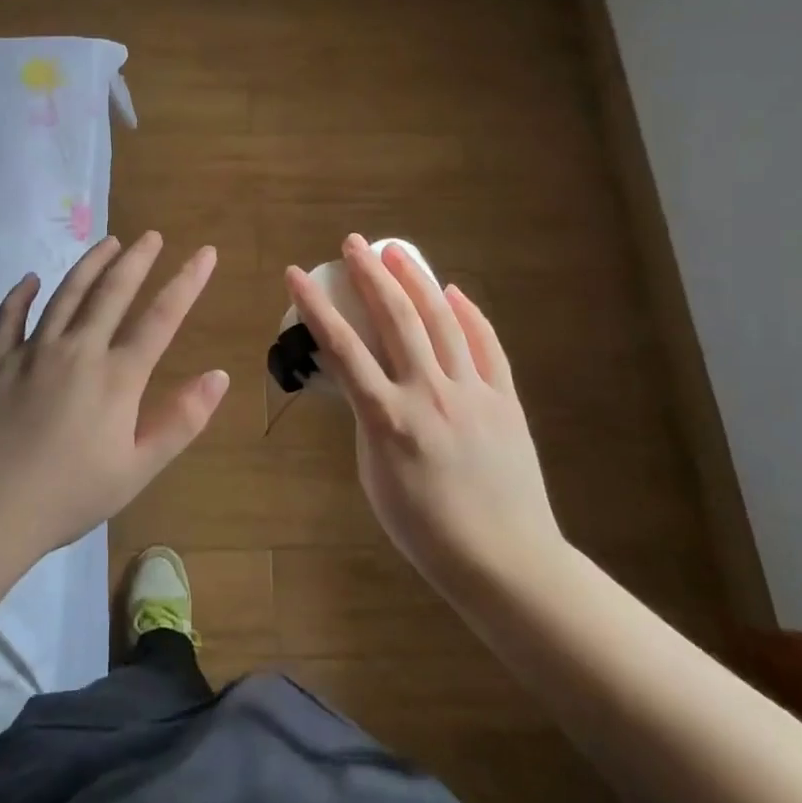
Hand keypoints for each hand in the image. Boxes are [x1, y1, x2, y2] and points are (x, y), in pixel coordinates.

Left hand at [0, 233, 228, 558]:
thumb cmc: (68, 496)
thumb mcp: (137, 469)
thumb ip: (181, 421)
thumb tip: (219, 375)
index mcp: (116, 377)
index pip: (161, 318)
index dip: (186, 282)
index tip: (204, 253)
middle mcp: (77, 350)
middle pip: (112, 293)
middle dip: (137, 260)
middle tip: (151, 236)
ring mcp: (32, 352)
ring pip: (66, 295)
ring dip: (90, 265)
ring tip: (108, 243)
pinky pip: (9, 318)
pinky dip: (21, 294)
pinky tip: (31, 279)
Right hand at [285, 234, 562, 584]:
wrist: (504, 559)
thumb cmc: (425, 529)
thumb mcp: (374, 476)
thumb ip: (368, 421)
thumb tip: (365, 383)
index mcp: (388, 418)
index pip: (342, 348)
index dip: (315, 306)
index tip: (296, 274)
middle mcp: (428, 393)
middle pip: (395, 319)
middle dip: (370, 275)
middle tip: (353, 243)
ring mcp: (472, 392)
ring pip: (441, 321)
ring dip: (415, 281)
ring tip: (395, 252)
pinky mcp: (504, 398)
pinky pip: (485, 345)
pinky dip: (468, 314)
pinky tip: (453, 292)